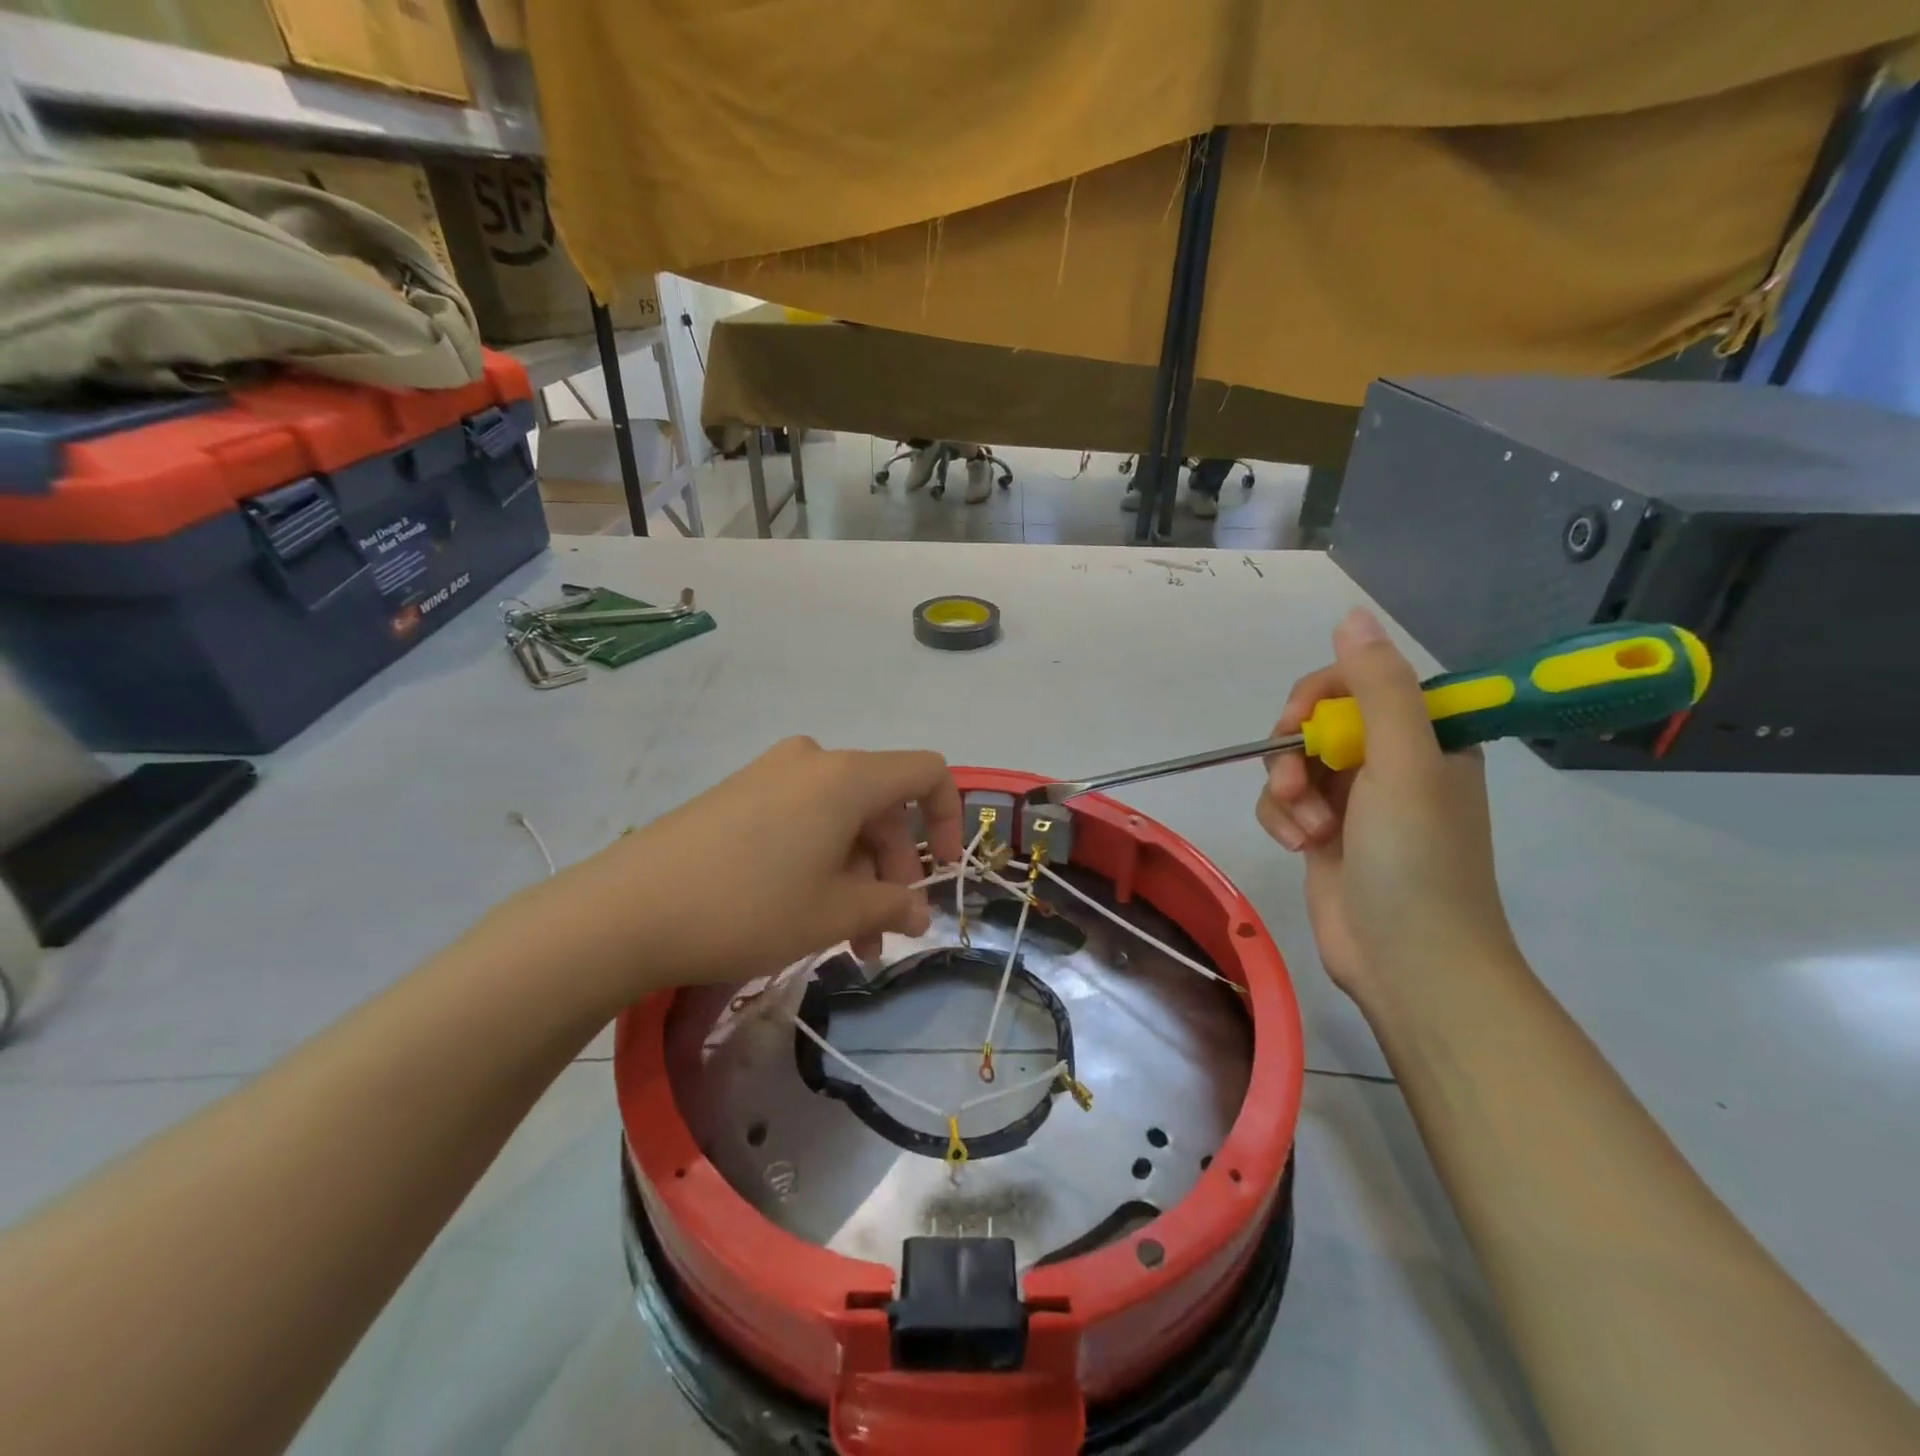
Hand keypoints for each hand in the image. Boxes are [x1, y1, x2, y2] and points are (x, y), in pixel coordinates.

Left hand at [513, 738, 963, 1008]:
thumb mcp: (835, 912)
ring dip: (856, 874)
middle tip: (885, 931)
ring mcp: (769, 775)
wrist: (625, 910)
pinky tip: (805, 913)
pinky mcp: (736, 797)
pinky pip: (801, 820)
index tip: (943, 873)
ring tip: (846, 941)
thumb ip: (891, 905)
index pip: (927, 773)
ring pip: (840, 819)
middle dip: (894, 869)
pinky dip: (819, 861)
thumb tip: (919, 912)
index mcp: (847, 776)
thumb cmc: (749, 906)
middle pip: (882, 804)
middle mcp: (812, 761)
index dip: (951, 819)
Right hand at [1257, 610, 1516, 1007]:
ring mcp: (1355, 800)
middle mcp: (1390, 761)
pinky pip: (1283, 802)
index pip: (1359, 682)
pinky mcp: (1324, 833)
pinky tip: (1298, 846)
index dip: (1320, 696)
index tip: (1300, 724)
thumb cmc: (1416, 858)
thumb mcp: (1404, 762)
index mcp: (1425, 736)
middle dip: (1295, 751)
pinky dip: (1282, 820)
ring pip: (1292, 763)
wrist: (1409, 961)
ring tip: (1306, 829)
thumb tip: (1351, 616)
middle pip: (1317, 722)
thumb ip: (1378, 687)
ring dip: (1287, 792)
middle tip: (1296, 782)